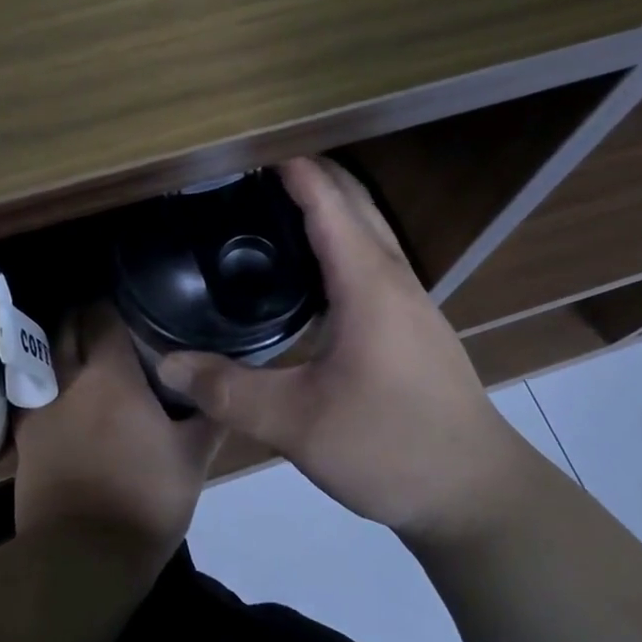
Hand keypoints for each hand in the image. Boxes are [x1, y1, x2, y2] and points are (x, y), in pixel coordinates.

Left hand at [13, 303, 221, 562]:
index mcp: (110, 374)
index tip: (134, 303)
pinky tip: (66, 391)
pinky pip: (34, 389)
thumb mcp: (193, 458)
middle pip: (69, 325)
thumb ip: (209, 415)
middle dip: (86, 315)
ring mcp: (41, 406)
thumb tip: (224, 387)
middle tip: (112, 321)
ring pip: (48, 354)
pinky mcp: (25, 436)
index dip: (116, 303)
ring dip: (64, 343)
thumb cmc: (146, 500)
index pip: (104, 315)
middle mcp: (69, 378)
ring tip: (87, 350)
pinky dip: (49, 379)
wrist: (83, 557)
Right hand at [156, 157, 530, 544]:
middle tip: (248, 171)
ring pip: (367, 228)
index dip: (289, 167)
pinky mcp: (412, 323)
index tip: (245, 148)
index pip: (326, 201)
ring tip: (271, 205)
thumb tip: (165, 362)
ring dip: (327, 204)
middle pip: (353, 201)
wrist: (476, 494)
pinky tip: (308, 269)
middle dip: (307, 173)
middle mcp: (393, 277)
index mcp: (368, 283)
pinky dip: (339, 237)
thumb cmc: (390, 447)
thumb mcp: (296, 424)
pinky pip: (372, 257)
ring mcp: (409, 300)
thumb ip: (227, 390)